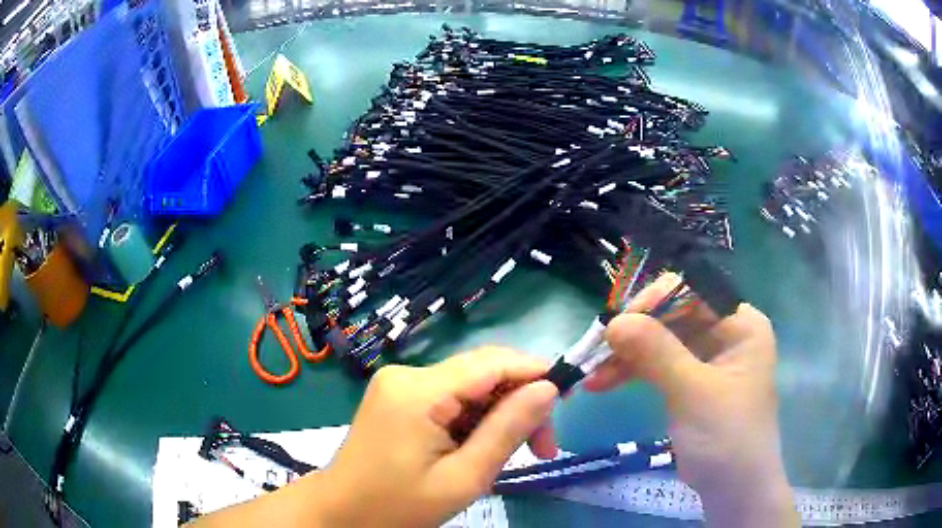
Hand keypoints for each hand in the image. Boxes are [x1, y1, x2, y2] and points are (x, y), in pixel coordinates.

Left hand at [313, 347, 557, 526]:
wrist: (340, 513)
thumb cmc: (398, 507)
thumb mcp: (463, 478)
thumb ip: (507, 430)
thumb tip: (548, 389)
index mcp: (419, 392)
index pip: (493, 362)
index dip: (536, 371)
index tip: (568, 398)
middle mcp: (407, 374)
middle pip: (483, 372)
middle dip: (519, 402)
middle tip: (543, 448)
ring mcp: (398, 384)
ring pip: (469, 385)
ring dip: (498, 414)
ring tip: (514, 454)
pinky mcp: (396, 397)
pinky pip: (449, 397)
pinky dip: (473, 419)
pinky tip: (478, 448)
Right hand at [584, 273, 798, 526]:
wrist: (732, 489)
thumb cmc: (726, 437)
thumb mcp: (693, 392)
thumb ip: (656, 353)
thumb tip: (614, 322)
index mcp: (740, 323)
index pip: (694, 292)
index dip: (655, 302)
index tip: (618, 324)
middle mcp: (725, 332)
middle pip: (673, 315)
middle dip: (635, 333)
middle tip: (599, 351)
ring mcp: (707, 357)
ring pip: (661, 341)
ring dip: (627, 356)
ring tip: (594, 376)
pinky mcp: (691, 380)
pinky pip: (658, 365)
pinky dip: (632, 372)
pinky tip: (604, 383)